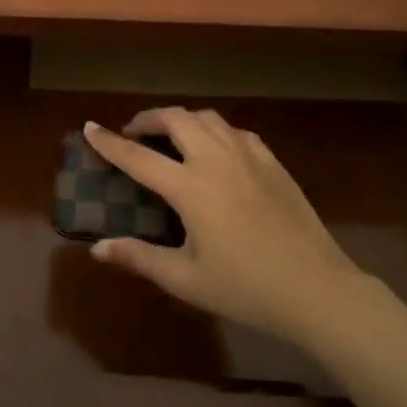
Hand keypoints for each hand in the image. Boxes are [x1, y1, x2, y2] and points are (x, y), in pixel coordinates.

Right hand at [83, 109, 370, 346]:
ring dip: (182, 119)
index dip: (110, 142)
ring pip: (208, 118)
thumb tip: (97, 248)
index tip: (90, 127)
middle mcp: (216, 160)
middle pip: (176, 119)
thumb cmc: (245, 288)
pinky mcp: (272, 162)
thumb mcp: (185, 279)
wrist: (316, 288)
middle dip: (148, 118)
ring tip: (171, 137)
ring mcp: (249, 157)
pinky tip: (216, 150)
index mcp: (190, 187)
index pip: (138, 156)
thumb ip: (139, 257)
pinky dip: (215, 131)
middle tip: (134, 133)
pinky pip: (236, 131)